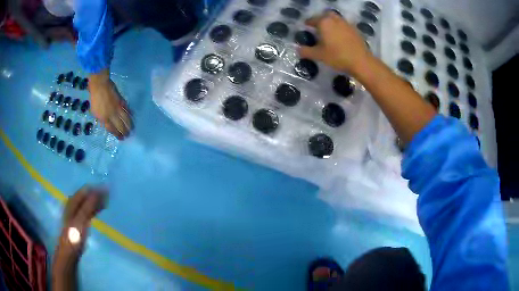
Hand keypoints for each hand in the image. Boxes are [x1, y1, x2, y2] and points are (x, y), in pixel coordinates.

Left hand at [53, 186, 105, 270]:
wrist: (69, 252)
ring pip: (86, 204)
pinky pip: (87, 212)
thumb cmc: (74, 235)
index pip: (84, 191)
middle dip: (96, 195)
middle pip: (85, 196)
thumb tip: (98, 191)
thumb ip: (88, 206)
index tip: (107, 190)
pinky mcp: (78, 224)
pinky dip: (93, 210)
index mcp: (72, 203)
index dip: (95, 189)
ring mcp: (75, 215)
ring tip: (105, 204)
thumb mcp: (81, 220)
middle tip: (108, 197)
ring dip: (95, 203)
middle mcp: (73, 206)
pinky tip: (98, 213)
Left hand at [89, 70, 132, 139]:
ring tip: (132, 128)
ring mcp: (117, 108)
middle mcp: (112, 115)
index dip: (117, 134)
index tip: (121, 138)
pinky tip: (132, 115)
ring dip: (129, 124)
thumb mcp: (94, 111)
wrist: (100, 85)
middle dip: (125, 132)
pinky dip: (130, 112)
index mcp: (104, 118)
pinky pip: (127, 108)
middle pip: (120, 125)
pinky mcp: (121, 101)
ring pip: (125, 118)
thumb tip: (105, 123)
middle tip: (128, 135)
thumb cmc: (95, 98)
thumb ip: (100, 118)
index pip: (112, 129)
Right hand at [298, 12, 372, 75]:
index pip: (312, 20)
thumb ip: (306, 51)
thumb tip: (297, 49)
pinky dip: (340, 28)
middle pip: (325, 15)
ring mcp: (346, 23)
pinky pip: (344, 25)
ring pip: (336, 19)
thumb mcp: (319, 55)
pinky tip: (340, 38)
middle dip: (321, 19)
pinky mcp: (355, 30)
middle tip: (318, 28)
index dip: (308, 23)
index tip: (306, 26)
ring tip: (329, 32)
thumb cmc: (337, 56)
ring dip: (331, 23)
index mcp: (324, 22)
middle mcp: (335, 19)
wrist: (361, 61)